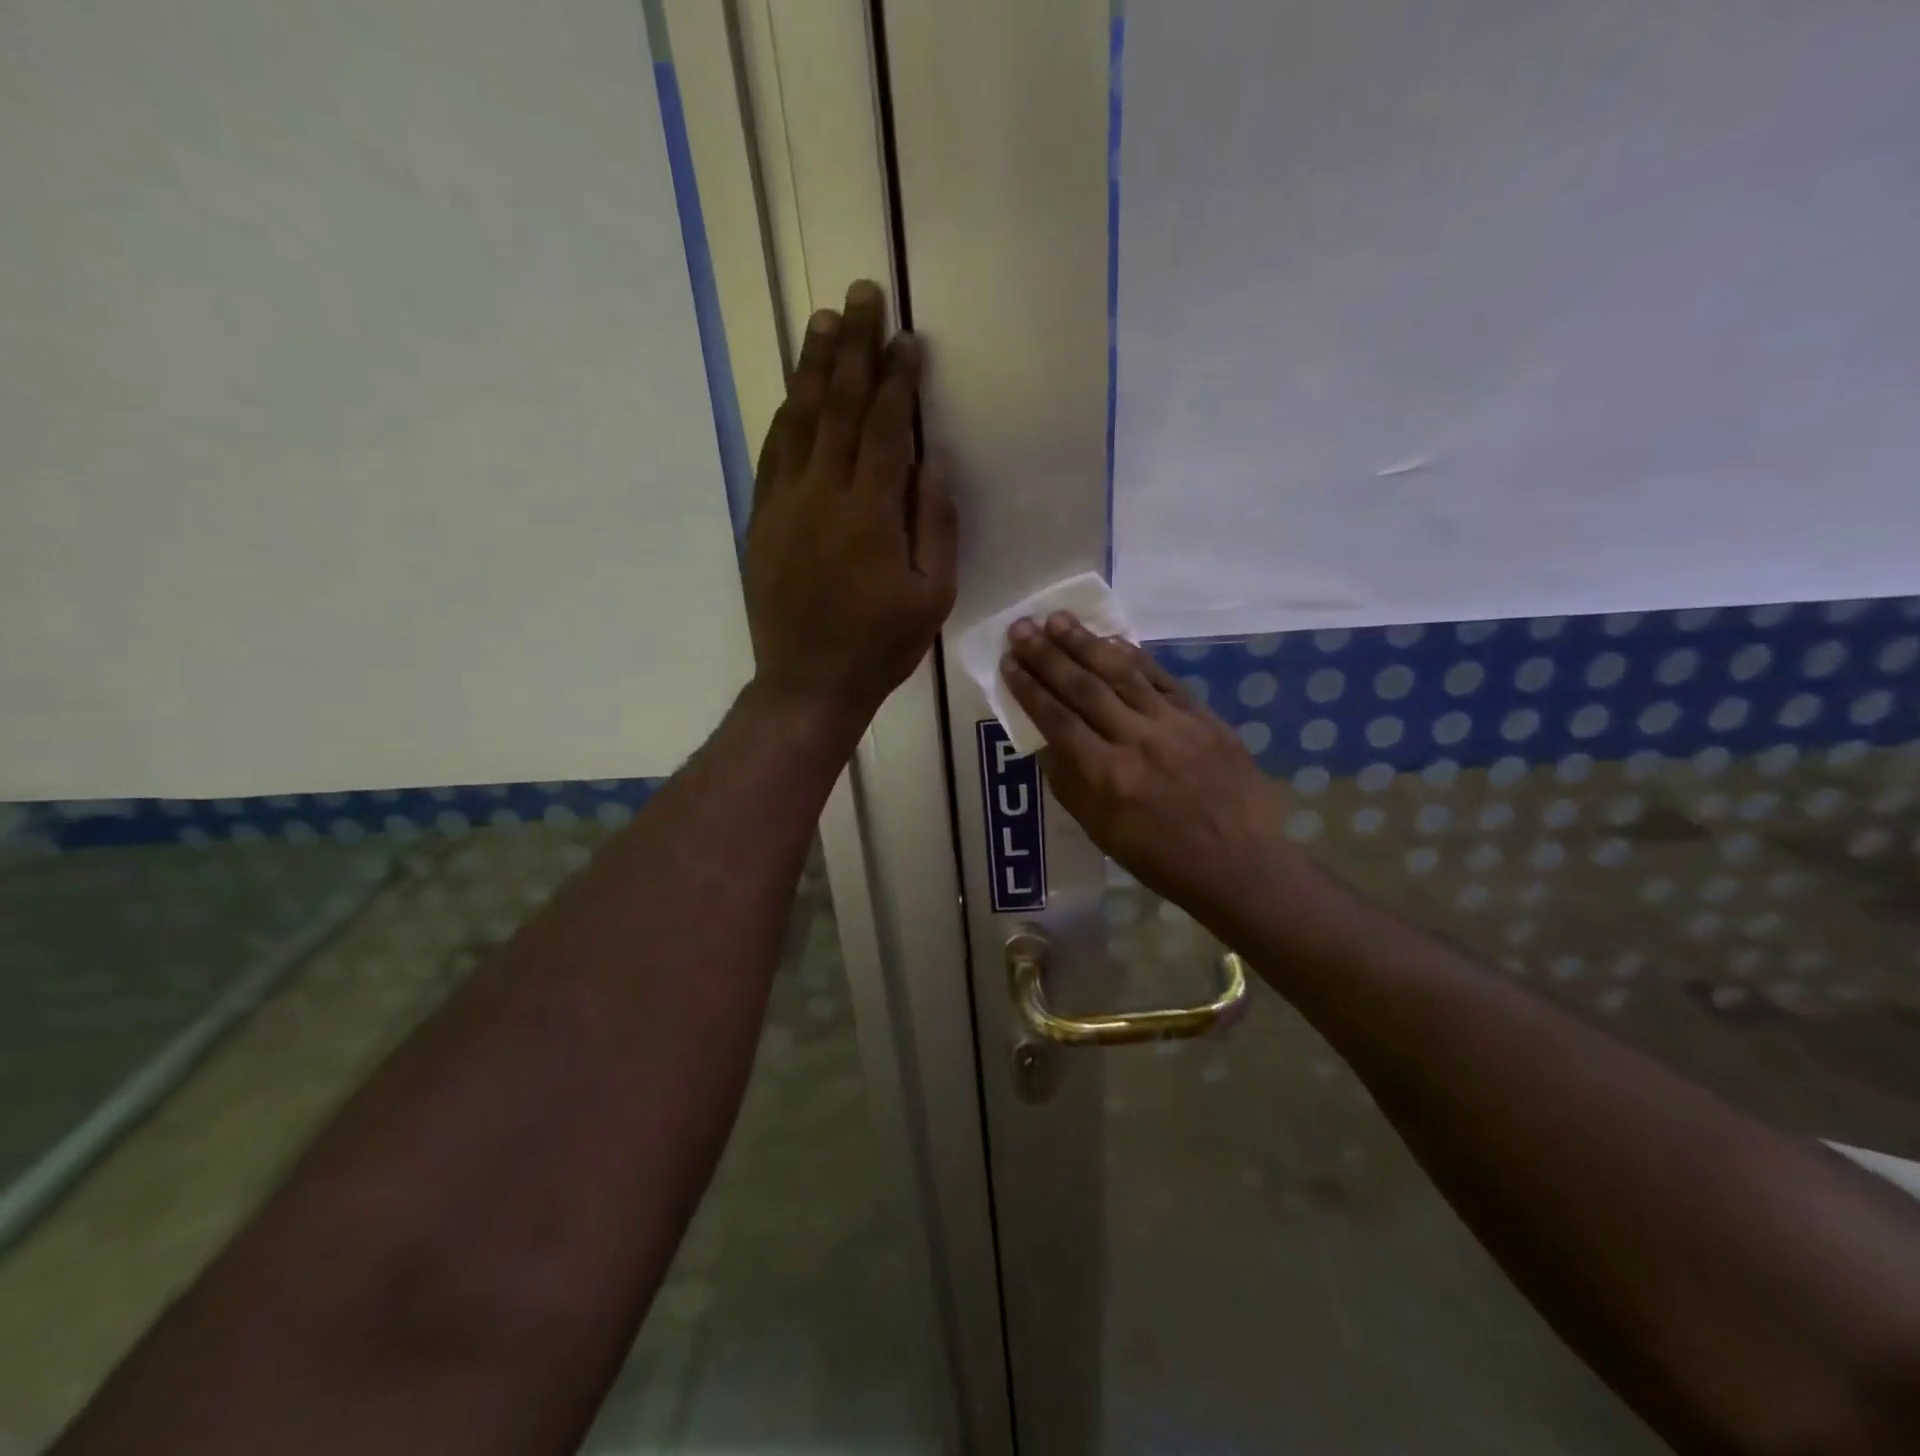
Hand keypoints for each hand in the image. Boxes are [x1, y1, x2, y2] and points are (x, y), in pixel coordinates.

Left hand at [743, 279, 956, 725]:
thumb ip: (935, 525)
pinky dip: (784, 417)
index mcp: (871, 512)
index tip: (906, 337)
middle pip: (837, 405)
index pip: (884, 426)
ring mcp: (784, 505)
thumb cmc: (881, 646)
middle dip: (852, 346)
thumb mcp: (933, 596)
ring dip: (811, 368)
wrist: (808, 683)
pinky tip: (792, 393)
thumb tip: (929, 462)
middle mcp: (823, 494)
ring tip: (822, 322)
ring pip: (798, 420)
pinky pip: (771, 455)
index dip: (897, 377)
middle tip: (860, 294)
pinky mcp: (761, 521)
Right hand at [1001, 613, 1297, 922]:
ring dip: (1085, 643)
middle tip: (1021, 627)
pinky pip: (1161, 678)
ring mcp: (1173, 725)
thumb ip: (1069, 781)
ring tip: (1057, 619)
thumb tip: (1045, 738)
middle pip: (1083, 688)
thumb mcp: (1100, 830)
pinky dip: (1134, 656)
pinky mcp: (1203, 717)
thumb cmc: (1160, 858)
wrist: (1239, 863)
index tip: (1008, 662)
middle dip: (1048, 655)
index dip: (1029, 688)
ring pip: (1121, 673)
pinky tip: (1111, 638)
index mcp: (1106, 777)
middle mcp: (1136, 742)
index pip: (1056, 720)